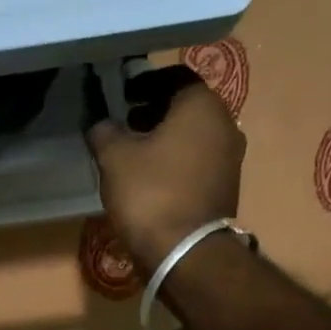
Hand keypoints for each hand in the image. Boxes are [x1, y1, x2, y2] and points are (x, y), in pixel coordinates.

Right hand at [86, 65, 244, 271]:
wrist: (185, 252)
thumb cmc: (150, 193)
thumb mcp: (114, 157)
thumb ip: (104, 131)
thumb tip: (100, 123)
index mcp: (202, 106)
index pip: (174, 77)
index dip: (144, 83)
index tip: (121, 95)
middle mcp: (225, 125)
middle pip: (186, 107)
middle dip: (155, 111)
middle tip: (125, 123)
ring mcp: (230, 158)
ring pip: (193, 136)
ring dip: (166, 138)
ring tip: (134, 152)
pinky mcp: (225, 187)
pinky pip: (197, 162)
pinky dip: (176, 161)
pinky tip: (152, 177)